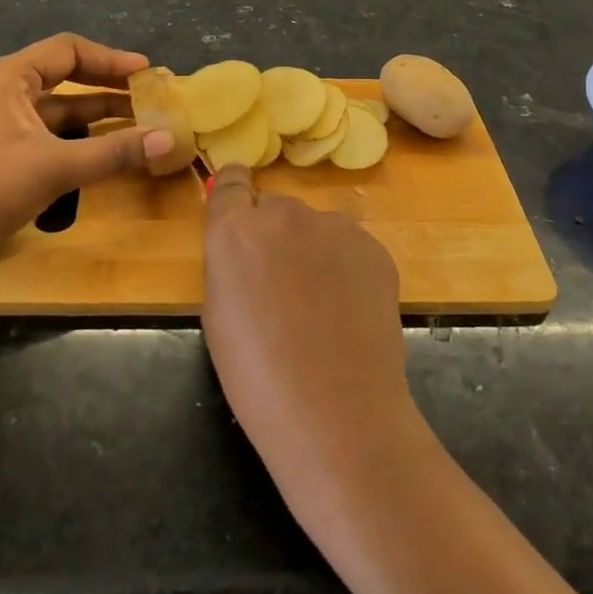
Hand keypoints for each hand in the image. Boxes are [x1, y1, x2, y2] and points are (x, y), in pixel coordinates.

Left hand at [0, 34, 175, 256]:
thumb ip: (114, 151)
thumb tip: (169, 139)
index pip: (68, 51)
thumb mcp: (56, 166)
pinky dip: (70, 134)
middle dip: (105, 87)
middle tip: (145, 98)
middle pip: (61, 76)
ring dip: (91, 114)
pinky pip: (39, 129)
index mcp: (7, 76)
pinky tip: (95, 149)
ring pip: (51, 107)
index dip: (110, 59)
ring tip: (132, 124)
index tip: (145, 73)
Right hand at [201, 166, 414, 478]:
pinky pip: (350, 246)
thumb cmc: (257, 376)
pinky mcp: (374, 247)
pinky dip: (346, 268)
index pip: (230, 181)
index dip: (235, 196)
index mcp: (235, 229)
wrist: (336, 412)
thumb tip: (247, 250)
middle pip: (274, 208)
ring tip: (322, 305)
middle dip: (273, 235)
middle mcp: (284, 213)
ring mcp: (334, 227)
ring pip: (315, 226)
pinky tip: (349, 311)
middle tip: (282, 284)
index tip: (240, 215)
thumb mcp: (218, 314)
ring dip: (312, 250)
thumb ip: (230, 263)